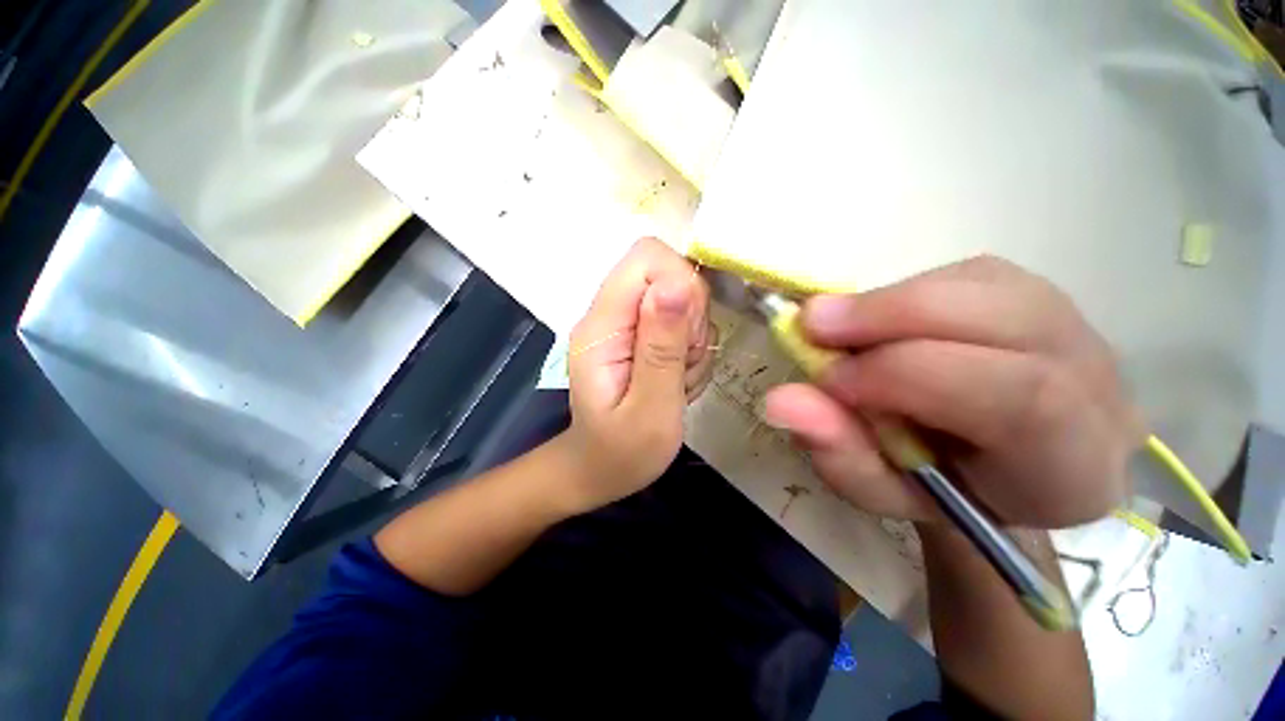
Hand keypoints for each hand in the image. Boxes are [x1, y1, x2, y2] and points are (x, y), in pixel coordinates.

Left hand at [559, 238, 713, 510]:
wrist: (602, 468)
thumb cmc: (622, 451)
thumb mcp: (650, 407)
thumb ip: (662, 346)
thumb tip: (677, 282)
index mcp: (602, 326)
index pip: (646, 258)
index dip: (680, 283)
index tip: (687, 335)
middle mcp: (610, 314)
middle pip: (669, 273)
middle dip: (691, 317)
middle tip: (682, 364)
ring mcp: (626, 324)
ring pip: (682, 300)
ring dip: (693, 339)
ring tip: (678, 380)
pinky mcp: (641, 335)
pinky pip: (682, 323)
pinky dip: (691, 350)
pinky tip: (677, 381)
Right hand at [763, 256, 1144, 526]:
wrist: (996, 465)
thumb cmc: (941, 490)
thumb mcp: (881, 491)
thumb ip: (836, 452)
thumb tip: (780, 401)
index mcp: (1070, 464)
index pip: (1017, 398)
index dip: (907, 376)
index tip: (828, 379)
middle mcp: (1095, 384)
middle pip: (1006, 320)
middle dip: (889, 315)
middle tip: (811, 325)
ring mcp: (1071, 325)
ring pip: (979, 284)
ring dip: (887, 300)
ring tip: (832, 324)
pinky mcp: (1034, 292)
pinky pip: (965, 274)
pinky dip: (902, 291)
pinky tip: (876, 320)